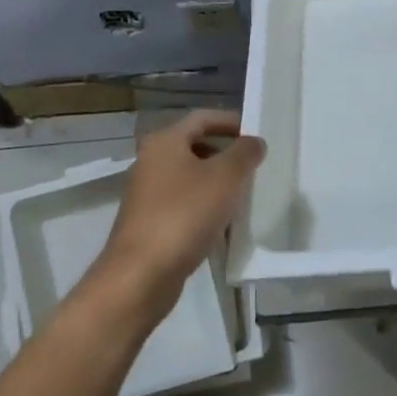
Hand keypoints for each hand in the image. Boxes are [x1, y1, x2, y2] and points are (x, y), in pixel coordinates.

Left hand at [91, 110, 264, 320]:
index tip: (256, 134)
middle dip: (225, 153)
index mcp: (165, 141)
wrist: (140, 277)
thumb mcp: (225, 178)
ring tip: (243, 195)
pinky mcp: (147, 223)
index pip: (203, 118)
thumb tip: (254, 141)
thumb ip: (244, 153)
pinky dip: (203, 206)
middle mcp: (150, 161)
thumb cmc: (184, 215)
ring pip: (189, 177)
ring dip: (215, 182)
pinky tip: (222, 223)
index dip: (231, 121)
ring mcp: (146, 194)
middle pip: (194, 146)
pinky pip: (182, 204)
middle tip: (253, 165)